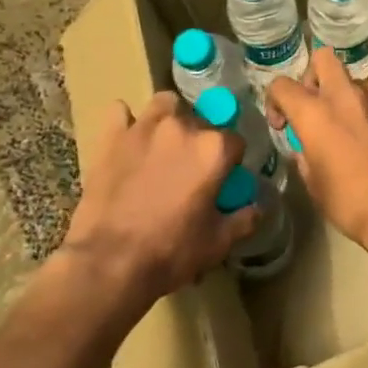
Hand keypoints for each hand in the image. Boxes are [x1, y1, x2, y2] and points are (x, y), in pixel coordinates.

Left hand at [60, 93, 250, 305]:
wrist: (109, 263)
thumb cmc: (171, 252)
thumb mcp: (218, 243)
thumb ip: (244, 219)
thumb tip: (259, 208)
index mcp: (214, 149)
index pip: (235, 142)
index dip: (231, 162)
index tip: (223, 180)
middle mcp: (183, 127)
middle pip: (201, 121)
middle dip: (201, 141)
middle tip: (191, 170)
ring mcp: (145, 127)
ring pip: (165, 104)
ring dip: (170, 118)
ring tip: (164, 143)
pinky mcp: (112, 137)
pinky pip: (120, 112)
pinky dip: (126, 121)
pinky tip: (128, 139)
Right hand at [266, 49, 367, 266]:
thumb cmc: (350, 201)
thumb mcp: (314, 184)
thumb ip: (305, 156)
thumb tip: (306, 148)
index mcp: (314, 112)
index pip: (282, 85)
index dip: (275, 101)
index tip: (283, 125)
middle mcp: (344, 96)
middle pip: (323, 58)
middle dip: (313, 76)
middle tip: (314, 107)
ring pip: (352, 80)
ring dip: (342, 96)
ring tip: (344, 128)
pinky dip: (365, 112)